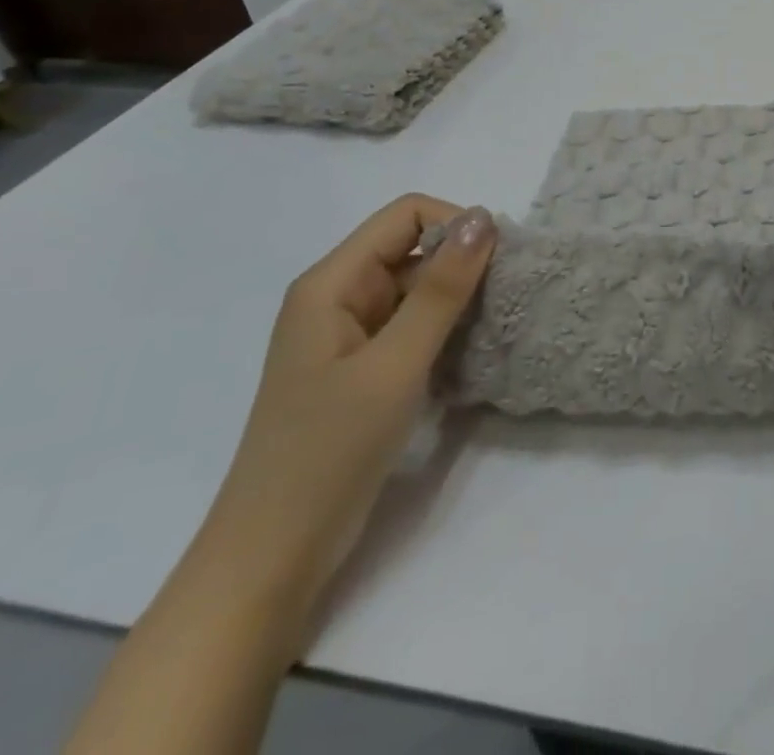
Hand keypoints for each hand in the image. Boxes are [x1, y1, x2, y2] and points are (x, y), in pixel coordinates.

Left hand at [196, 195, 496, 617]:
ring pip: (418, 287)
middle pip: (413, 247)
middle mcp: (338, 296)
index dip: (456, 226)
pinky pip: (412, 323)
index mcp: (331, 283)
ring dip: (457, 299)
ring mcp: (349, 334)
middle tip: (502, 302)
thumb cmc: (328, 451)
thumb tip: (484, 218)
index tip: (497, 265)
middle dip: (462, 265)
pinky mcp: (362, 367)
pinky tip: (467, 355)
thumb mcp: (395, 364)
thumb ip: (442, 289)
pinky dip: (445, 329)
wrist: (271, 558)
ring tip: (491, 330)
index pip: (406, 215)